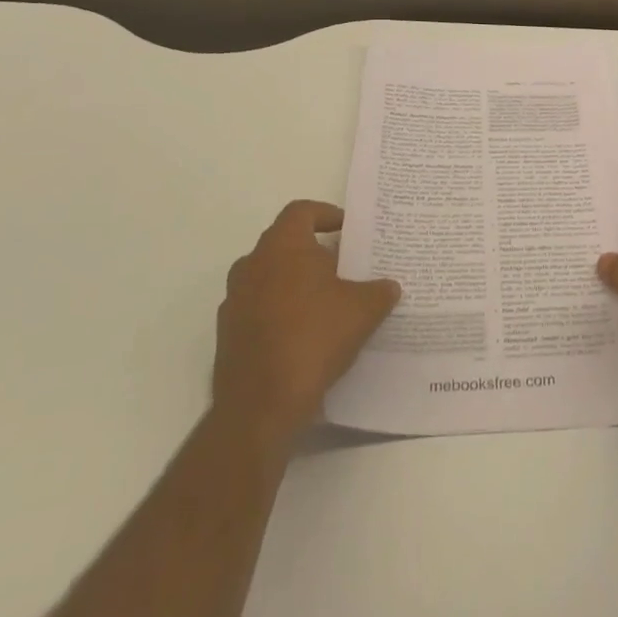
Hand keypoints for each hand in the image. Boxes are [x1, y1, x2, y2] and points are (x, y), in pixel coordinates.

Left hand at [212, 200, 400, 437]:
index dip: (326, 214)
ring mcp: (234, 301)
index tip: (347, 229)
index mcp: (282, 247)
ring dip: (295, 283)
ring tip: (327, 302)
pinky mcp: (228, 335)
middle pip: (284, 244)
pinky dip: (280, 312)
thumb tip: (389, 287)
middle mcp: (252, 265)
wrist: (261, 405)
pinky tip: (305, 335)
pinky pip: (259, 309)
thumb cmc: (313, 338)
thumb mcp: (363, 310)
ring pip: (269, 277)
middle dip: (313, 252)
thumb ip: (379, 291)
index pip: (301, 211)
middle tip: (343, 266)